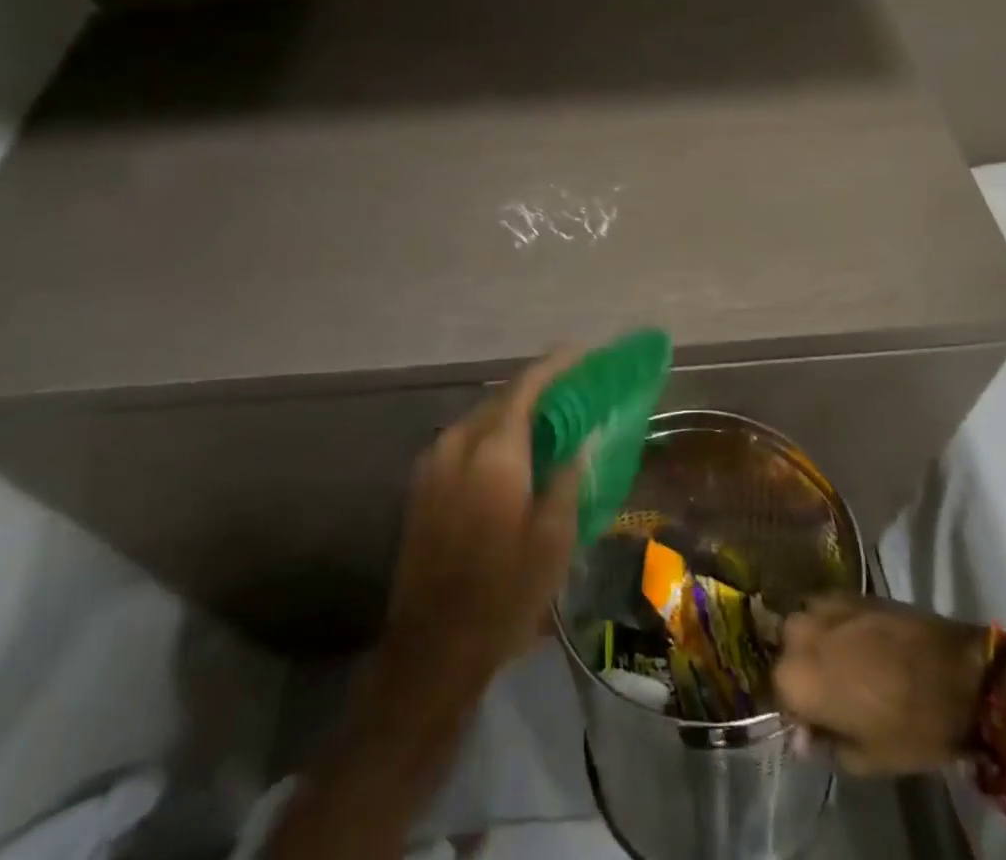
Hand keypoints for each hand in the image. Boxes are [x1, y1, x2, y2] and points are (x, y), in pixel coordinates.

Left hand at [379, 351, 584, 701]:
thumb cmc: (504, 596)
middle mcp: (458, 443)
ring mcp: (433, 461)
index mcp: (494, 451)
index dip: (556, 364)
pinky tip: (515, 454)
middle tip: (574, 391)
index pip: (527, 386)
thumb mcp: (554, 540)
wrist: (431, 650)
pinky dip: (494, 434)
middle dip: (539, 388)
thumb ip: (569, 476)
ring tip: (549, 422)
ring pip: (482, 417)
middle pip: (502, 397)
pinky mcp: (422, 483)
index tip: (584, 354)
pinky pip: (465, 440)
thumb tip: (581, 436)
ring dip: (515, 412)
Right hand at [773, 596, 988, 774]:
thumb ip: (826, 746)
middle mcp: (797, 634)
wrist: (957, 673)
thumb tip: (804, 737)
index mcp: (795, 678)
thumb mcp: (868, 758)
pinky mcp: (846, 590)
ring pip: (803, 625)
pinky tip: (856, 640)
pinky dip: (832, 624)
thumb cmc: (911, 726)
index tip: (817, 723)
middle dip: (801, 669)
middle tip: (830, 691)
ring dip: (814, 642)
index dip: (797, 711)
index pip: (778, 694)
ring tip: (843, 662)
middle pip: (786, 652)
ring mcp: (821, 605)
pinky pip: (825, 608)